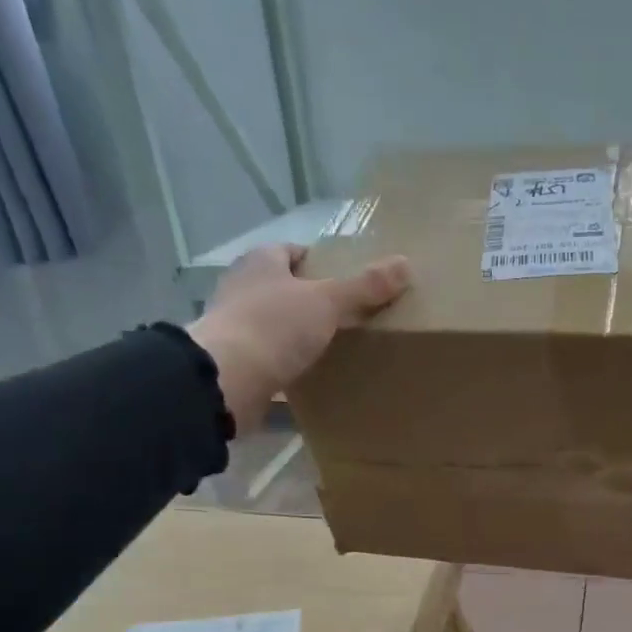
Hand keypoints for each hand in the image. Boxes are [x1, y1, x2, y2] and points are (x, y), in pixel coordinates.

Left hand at [187, 244, 409, 431]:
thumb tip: (405, 264)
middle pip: (284, 288)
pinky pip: (268, 357)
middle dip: (312, 300)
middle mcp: (243, 288)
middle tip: (349, 317)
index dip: (320, 263)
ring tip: (334, 348)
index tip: (348, 281)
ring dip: (298, 334)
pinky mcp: (235, 362)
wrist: (226, 380)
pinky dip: (286, 364)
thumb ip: (364, 287)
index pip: (293, 251)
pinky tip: (309, 376)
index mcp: (261, 262)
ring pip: (275, 323)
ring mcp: (235, 326)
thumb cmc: (274, 327)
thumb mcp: (327, 302)